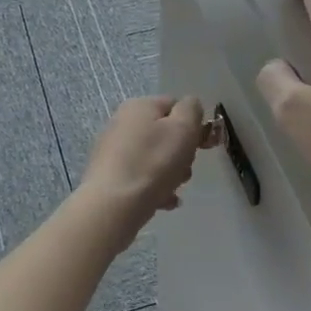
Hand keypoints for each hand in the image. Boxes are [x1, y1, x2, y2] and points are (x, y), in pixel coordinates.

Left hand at [78, 95, 206, 235]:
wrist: (113, 205)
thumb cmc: (153, 163)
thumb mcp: (183, 129)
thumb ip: (191, 110)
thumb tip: (189, 106)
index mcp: (139, 106)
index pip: (175, 105)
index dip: (193, 125)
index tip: (201, 146)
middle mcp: (123, 122)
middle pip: (165, 133)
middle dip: (181, 153)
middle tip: (184, 169)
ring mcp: (113, 149)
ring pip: (155, 157)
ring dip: (170, 173)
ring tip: (171, 189)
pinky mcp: (109, 174)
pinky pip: (141, 176)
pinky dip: (154, 187)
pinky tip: (162, 202)